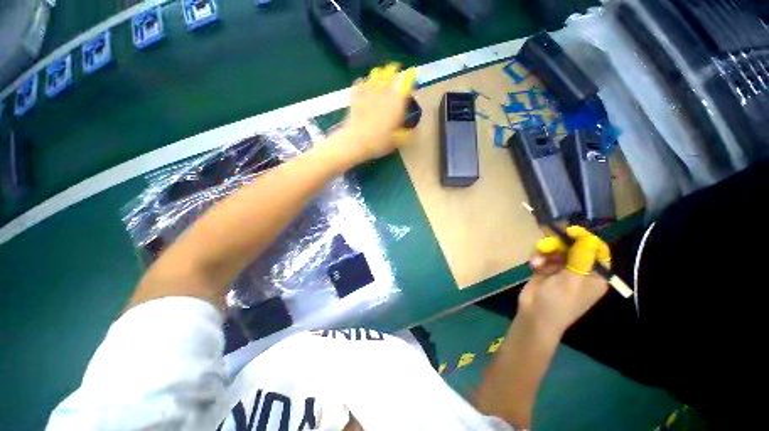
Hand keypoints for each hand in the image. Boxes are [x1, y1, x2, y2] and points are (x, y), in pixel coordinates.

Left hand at [337, 63, 416, 164]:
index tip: (411, 78)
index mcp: (397, 101)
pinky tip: (364, 85)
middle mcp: (384, 91)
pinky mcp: (355, 95)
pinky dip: (363, 82)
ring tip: (381, 76)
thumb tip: (410, 131)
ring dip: (380, 74)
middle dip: (394, 71)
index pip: (406, 81)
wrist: (356, 141)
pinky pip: (359, 82)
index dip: (410, 77)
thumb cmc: (379, 142)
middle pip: (390, 72)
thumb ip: (405, 134)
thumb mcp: (397, 141)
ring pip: (375, 74)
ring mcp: (368, 91)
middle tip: (396, 73)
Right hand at [518, 226, 610, 337]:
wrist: (534, 316)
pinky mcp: (547, 270)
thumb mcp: (572, 280)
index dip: (585, 239)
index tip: (569, 231)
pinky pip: (544, 256)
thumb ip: (580, 257)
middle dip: (559, 245)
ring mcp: (563, 270)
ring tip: (537, 262)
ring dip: (545, 253)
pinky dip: (538, 259)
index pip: (596, 250)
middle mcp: (581, 271)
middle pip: (573, 247)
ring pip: (556, 250)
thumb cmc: (558, 301)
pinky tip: (534, 265)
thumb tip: (586, 236)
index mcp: (595, 275)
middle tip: (547, 245)